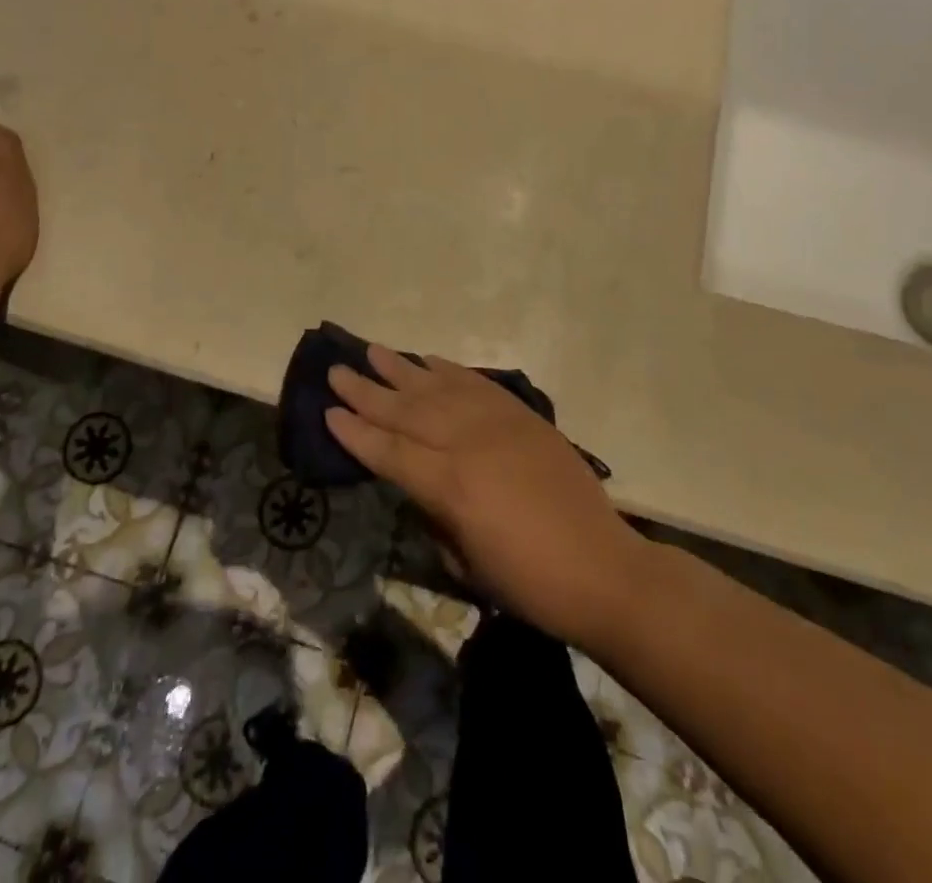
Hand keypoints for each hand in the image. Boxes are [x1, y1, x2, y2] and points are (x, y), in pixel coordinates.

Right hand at [328, 348, 645, 649]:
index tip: (328, 411)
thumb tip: (416, 484)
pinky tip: (427, 359)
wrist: (602, 568)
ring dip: (401, 368)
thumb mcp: (466, 563)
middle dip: (367, 391)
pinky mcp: (521, 416)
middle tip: (336, 370)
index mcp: (450, 487)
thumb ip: (434, 514)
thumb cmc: (529, 583)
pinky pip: (476, 384)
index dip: (356, 432)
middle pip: (406, 410)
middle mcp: (467, 444)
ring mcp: (497, 424)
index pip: (390, 451)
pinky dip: (449, 370)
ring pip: (438, 388)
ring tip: (372, 349)